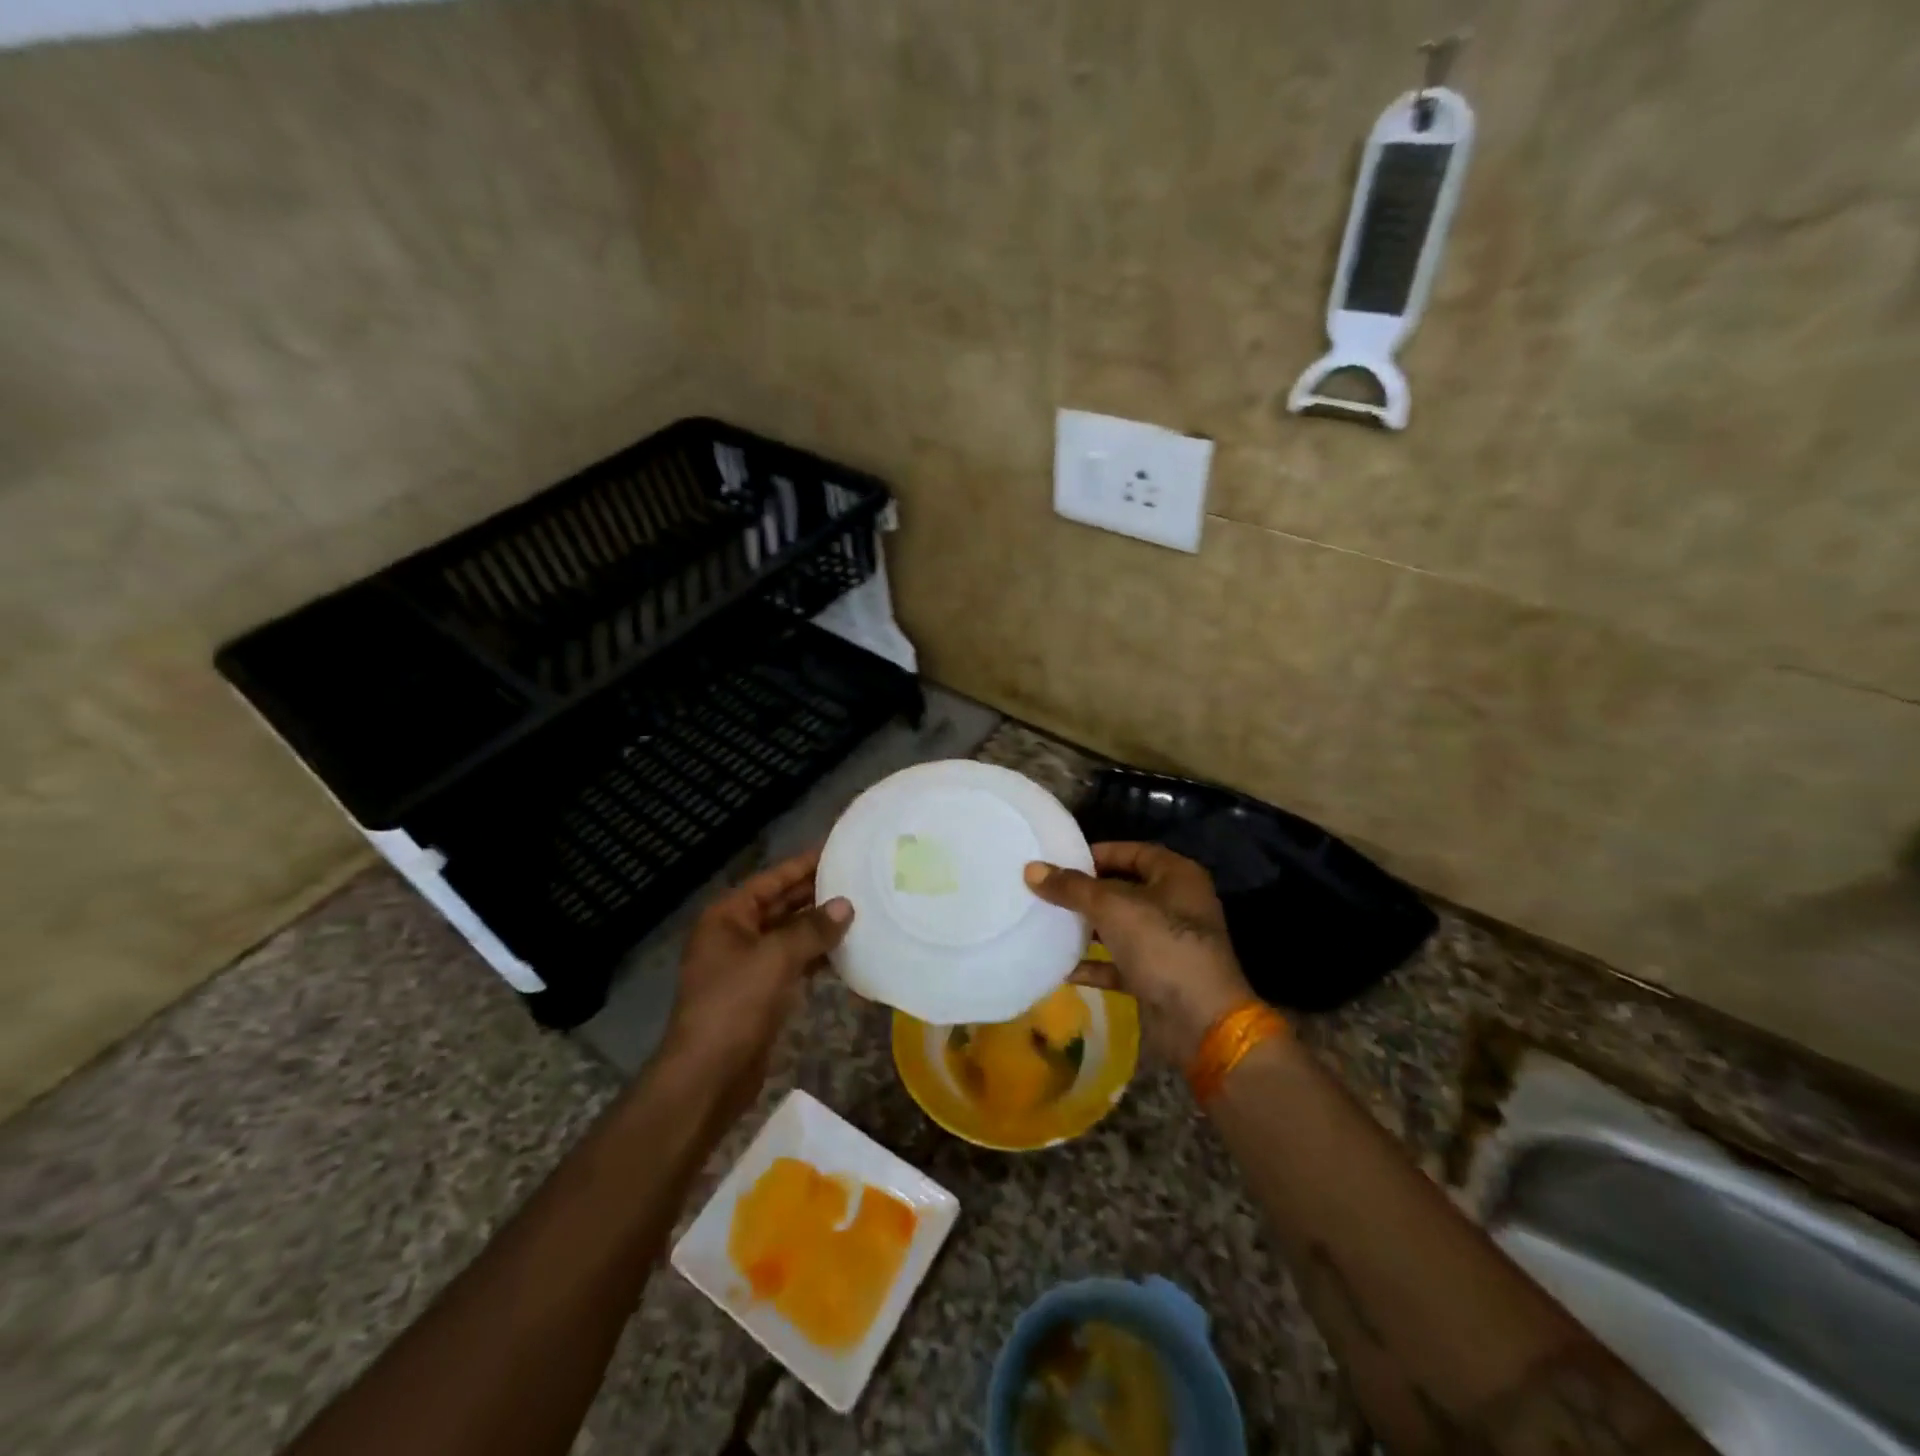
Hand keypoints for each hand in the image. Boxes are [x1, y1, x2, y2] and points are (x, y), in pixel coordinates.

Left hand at [663, 850, 852, 1096]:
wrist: (708, 1075)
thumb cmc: (735, 1005)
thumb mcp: (776, 958)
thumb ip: (813, 928)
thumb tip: (846, 904)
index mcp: (728, 916)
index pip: (772, 879)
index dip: (804, 864)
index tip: (839, 850)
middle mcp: (735, 934)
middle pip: (781, 904)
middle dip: (816, 894)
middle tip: (859, 879)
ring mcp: (747, 965)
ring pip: (790, 934)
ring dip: (820, 926)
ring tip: (861, 910)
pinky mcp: (760, 992)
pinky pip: (793, 962)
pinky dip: (817, 956)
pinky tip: (847, 951)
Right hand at [1024, 842, 1253, 1066]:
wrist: (1201, 1023)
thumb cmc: (1162, 947)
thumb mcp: (1112, 908)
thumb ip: (1071, 888)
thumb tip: (1031, 869)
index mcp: (1176, 876)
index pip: (1132, 852)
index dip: (1097, 854)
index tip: (1059, 860)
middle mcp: (1175, 905)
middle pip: (1123, 889)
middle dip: (1086, 893)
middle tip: (1046, 891)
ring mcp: (1167, 944)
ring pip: (1119, 927)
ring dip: (1087, 928)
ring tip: (1046, 923)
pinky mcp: (1156, 978)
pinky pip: (1118, 964)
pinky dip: (1093, 965)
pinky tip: (1060, 967)